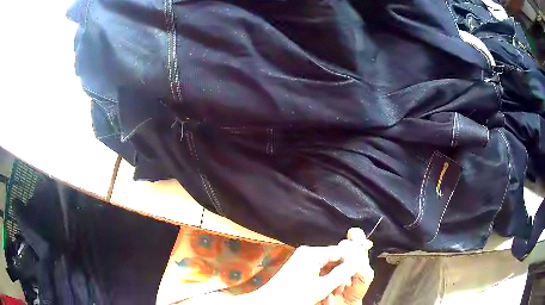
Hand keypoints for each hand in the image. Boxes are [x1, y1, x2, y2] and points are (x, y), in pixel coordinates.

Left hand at [252, 228, 373, 304]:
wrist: (268, 303)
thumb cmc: (291, 296)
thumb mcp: (321, 287)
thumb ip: (343, 273)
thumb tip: (360, 261)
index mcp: (312, 253)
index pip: (341, 251)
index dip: (350, 263)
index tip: (355, 276)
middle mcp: (307, 254)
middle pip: (334, 261)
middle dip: (339, 277)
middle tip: (341, 290)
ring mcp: (303, 262)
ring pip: (327, 269)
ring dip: (332, 283)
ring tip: (331, 297)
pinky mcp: (300, 270)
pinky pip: (318, 274)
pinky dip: (323, 284)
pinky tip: (324, 296)